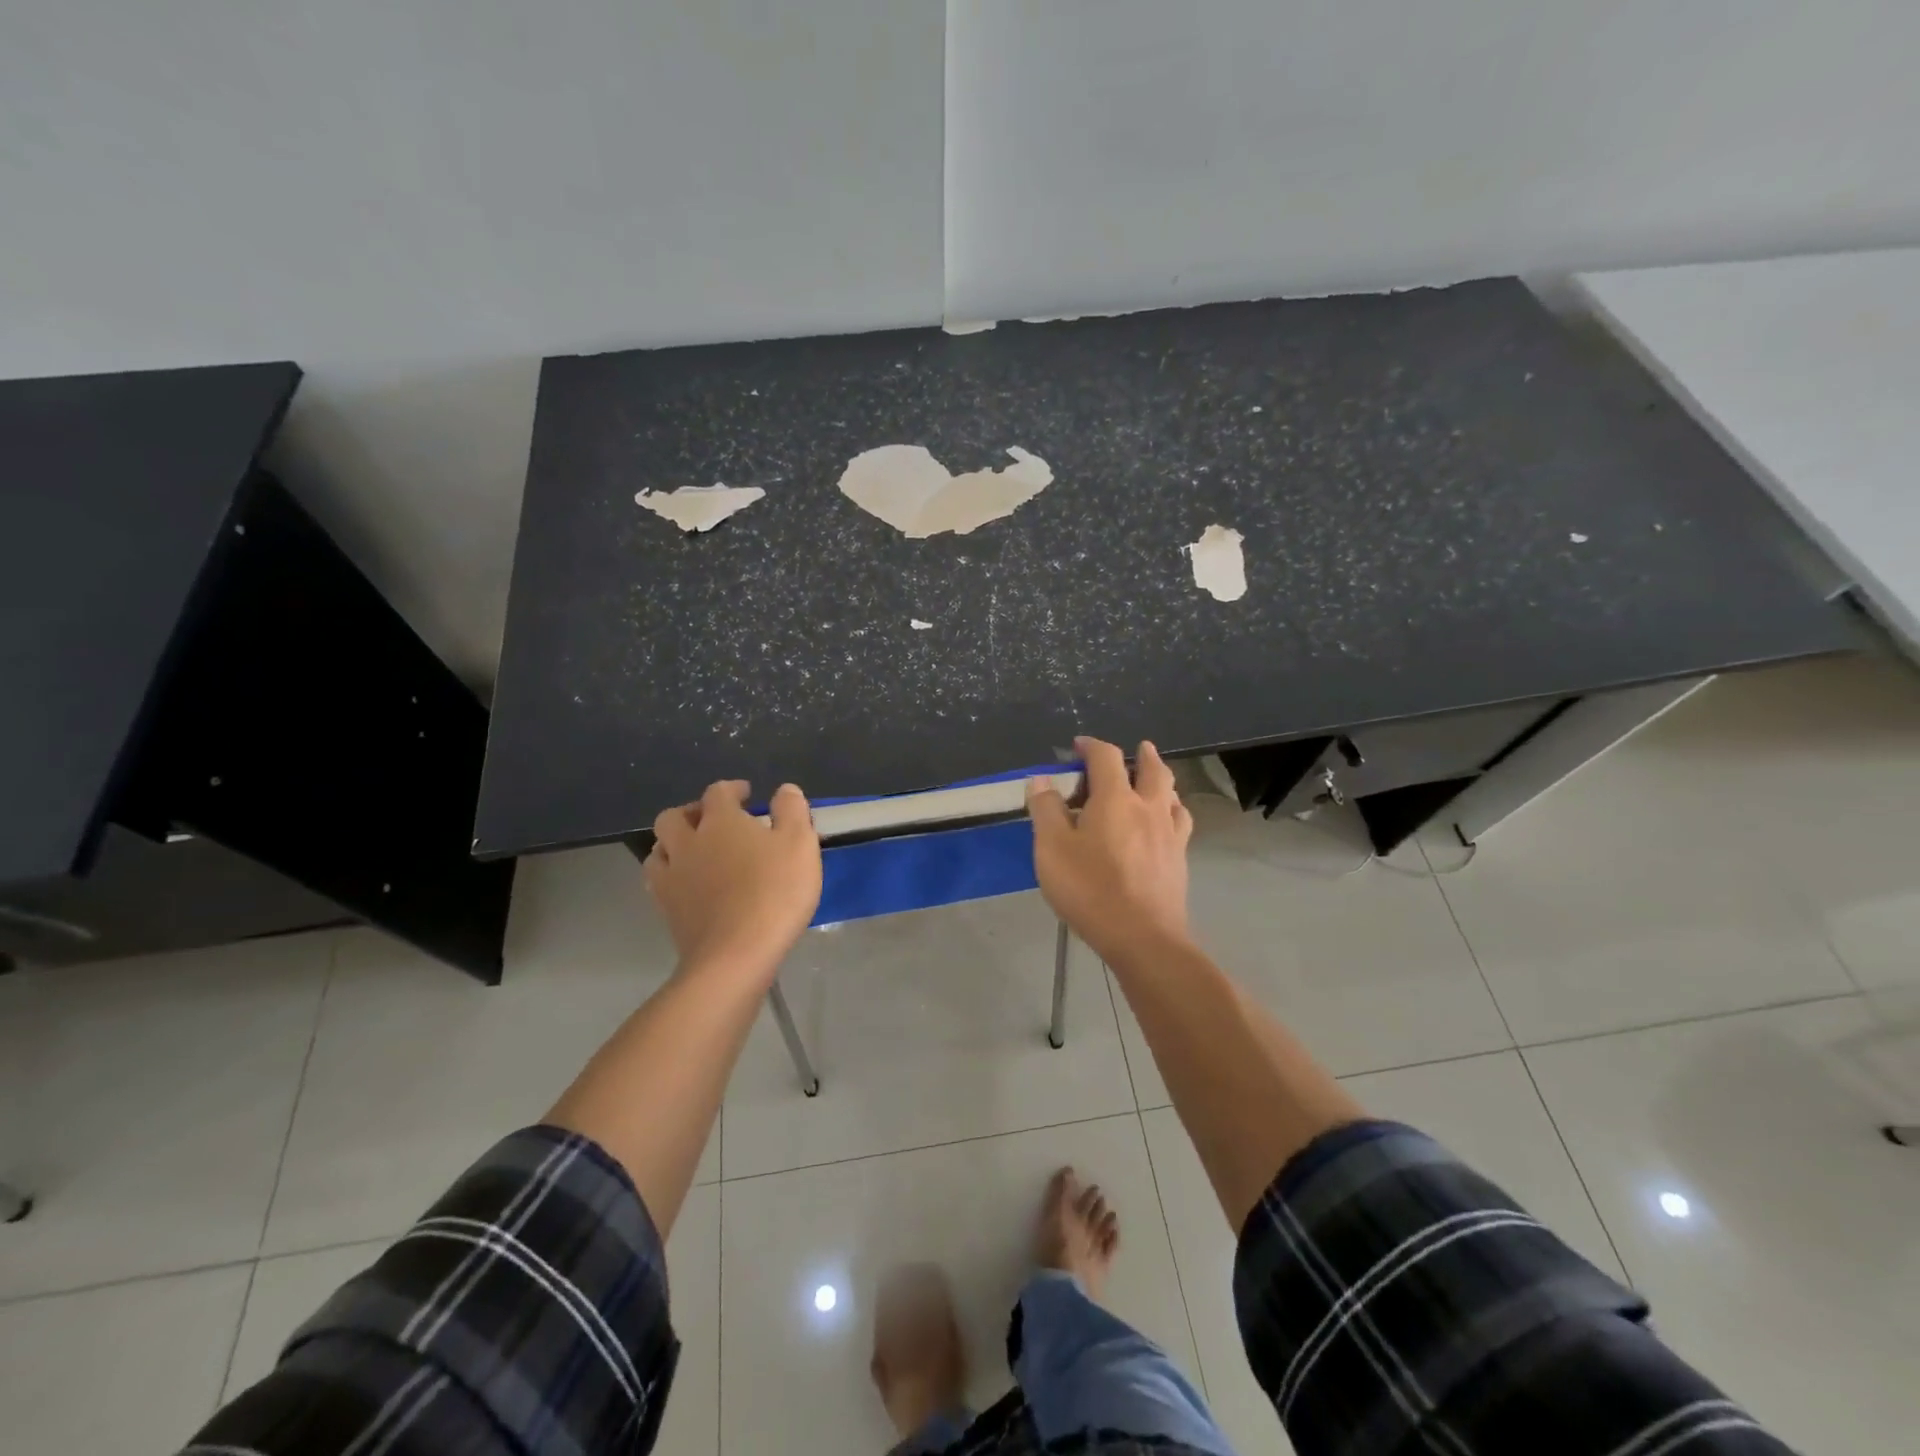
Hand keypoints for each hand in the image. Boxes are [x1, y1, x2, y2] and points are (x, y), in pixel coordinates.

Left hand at [644, 780, 821, 980]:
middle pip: (674, 816)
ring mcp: (672, 877)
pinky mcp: (667, 909)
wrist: (735, 955)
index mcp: (720, 822)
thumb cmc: (774, 892)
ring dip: (674, 843)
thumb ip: (792, 811)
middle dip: (693, 812)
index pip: (718, 793)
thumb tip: (783, 790)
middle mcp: (688, 843)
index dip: (732, 789)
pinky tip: (688, 885)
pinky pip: (659, 881)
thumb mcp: (800, 844)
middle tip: (714, 821)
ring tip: (695, 852)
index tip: (747, 795)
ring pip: (659, 848)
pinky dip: (671, 875)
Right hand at [1028, 737, 1193, 963]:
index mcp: (1115, 798)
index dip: (1092, 746)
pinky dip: (1173, 811)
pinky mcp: (1180, 859)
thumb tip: (1042, 780)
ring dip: (1162, 781)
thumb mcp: (1052, 848)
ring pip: (1172, 794)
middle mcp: (1148, 807)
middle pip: (1153, 769)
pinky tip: (1167, 823)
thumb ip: (1046, 810)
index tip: (1079, 746)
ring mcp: (1170, 833)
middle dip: (1143, 754)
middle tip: (1138, 749)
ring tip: (1153, 783)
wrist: (1142, 937)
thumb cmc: (1090, 889)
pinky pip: (1181, 822)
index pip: (1106, 757)